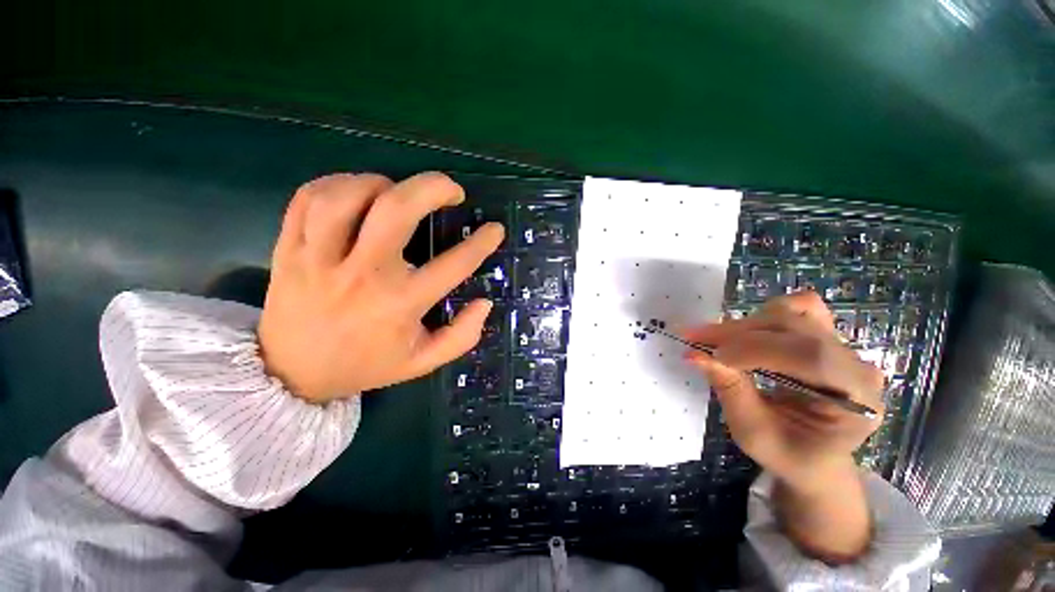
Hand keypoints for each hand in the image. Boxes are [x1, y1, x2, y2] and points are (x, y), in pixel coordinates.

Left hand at [257, 172, 503, 403]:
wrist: (293, 375)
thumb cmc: (366, 365)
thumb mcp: (422, 362)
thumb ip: (461, 336)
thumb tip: (484, 303)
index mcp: (400, 304)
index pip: (454, 265)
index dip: (482, 243)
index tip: (494, 229)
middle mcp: (362, 276)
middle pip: (396, 211)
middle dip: (432, 188)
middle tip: (452, 190)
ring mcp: (319, 259)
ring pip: (346, 197)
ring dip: (381, 184)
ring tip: (397, 192)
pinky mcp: (288, 249)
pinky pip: (308, 199)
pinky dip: (337, 184)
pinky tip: (356, 194)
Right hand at [683, 291, 883, 562]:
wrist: (820, 461)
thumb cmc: (793, 458)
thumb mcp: (756, 435)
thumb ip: (730, 391)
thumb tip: (695, 355)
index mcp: (854, 398)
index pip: (804, 354)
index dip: (748, 350)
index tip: (704, 356)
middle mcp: (857, 365)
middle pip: (795, 326)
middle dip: (736, 332)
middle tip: (693, 338)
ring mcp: (845, 348)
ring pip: (795, 310)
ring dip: (746, 323)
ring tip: (712, 340)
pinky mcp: (827, 341)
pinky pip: (798, 310)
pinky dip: (762, 316)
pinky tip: (739, 336)